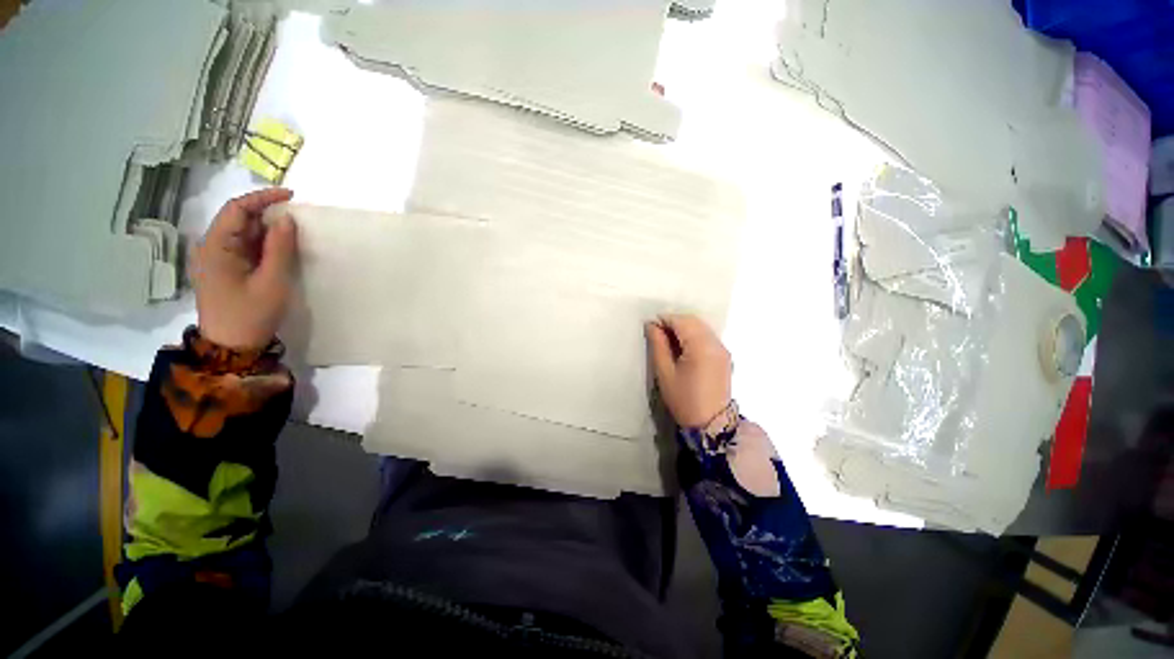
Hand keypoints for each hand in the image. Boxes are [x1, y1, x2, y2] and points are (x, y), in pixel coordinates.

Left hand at [191, 188, 297, 350]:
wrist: (231, 347)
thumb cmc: (251, 314)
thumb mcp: (272, 282)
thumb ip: (280, 248)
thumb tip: (287, 219)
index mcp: (215, 248)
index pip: (236, 210)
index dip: (262, 198)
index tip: (291, 196)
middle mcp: (211, 248)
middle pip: (237, 219)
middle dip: (266, 213)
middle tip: (297, 217)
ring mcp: (217, 260)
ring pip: (241, 233)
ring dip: (265, 229)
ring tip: (293, 232)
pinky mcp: (225, 270)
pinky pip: (244, 247)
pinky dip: (262, 243)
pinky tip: (279, 248)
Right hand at [646, 314, 732, 427]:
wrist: (711, 423)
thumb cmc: (683, 399)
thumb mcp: (665, 372)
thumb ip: (658, 345)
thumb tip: (652, 325)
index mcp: (701, 347)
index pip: (682, 321)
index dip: (665, 320)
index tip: (650, 327)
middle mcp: (715, 343)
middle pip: (694, 321)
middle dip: (674, 322)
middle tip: (658, 334)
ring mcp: (722, 349)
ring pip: (701, 327)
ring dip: (684, 328)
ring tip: (668, 341)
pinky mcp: (724, 356)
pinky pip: (707, 336)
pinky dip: (694, 335)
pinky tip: (683, 347)